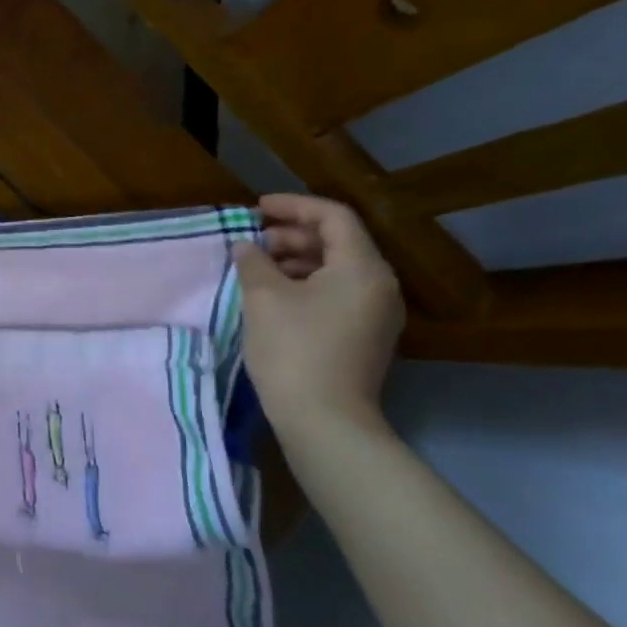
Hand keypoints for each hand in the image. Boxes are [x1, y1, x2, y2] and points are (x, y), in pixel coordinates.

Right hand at [233, 194, 404, 449]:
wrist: (325, 422)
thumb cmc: (294, 349)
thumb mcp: (263, 297)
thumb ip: (253, 261)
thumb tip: (247, 247)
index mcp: (362, 268)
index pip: (333, 216)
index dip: (293, 205)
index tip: (256, 209)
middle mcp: (379, 285)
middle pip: (338, 241)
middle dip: (292, 234)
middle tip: (252, 240)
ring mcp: (375, 313)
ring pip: (336, 268)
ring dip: (296, 259)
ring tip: (257, 267)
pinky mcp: (365, 336)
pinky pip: (337, 293)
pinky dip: (306, 283)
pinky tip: (273, 295)